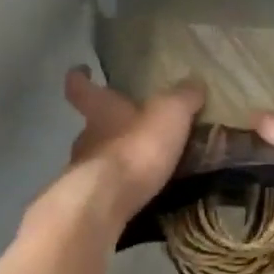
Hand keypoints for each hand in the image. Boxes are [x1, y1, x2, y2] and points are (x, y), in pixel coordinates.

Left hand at [55, 67, 202, 230]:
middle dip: (109, 127)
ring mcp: (82, 172)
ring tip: (141, 168)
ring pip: (96, 159)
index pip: (81, 87)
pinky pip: (105, 190)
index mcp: (101, 110)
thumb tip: (194, 82)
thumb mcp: (170, 114)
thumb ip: (182, 98)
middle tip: (131, 129)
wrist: (105, 202)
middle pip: (91, 126)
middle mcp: (85, 138)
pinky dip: (118, 189)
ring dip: (115, 161)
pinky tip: (137, 196)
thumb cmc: (136, 148)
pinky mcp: (88, 202)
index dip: (80, 77)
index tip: (81, 70)